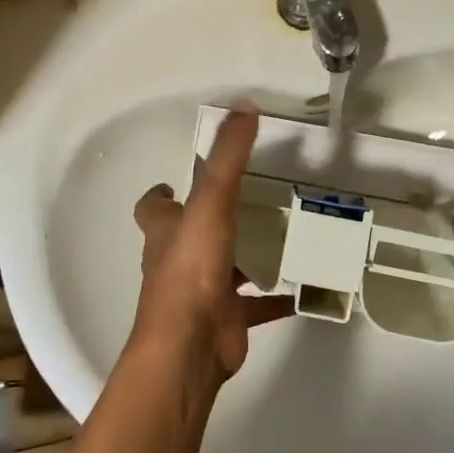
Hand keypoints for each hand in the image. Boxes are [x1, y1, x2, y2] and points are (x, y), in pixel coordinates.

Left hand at [131, 102, 293, 383]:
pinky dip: (273, 297)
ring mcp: (201, 292)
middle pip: (189, 234)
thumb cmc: (193, 269)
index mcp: (166, 231)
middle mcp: (177, 259)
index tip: (176, 181)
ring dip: (244, 255)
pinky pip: (253, 305)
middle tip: (248, 198)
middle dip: (211, 218)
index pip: (153, 207)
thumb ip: (228, 156)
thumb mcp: (211, 201)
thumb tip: (243, 105)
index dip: (161, 194)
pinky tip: (301, 288)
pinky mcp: (225, 319)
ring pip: (222, 267)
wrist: (191, 347)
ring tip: (281, 235)